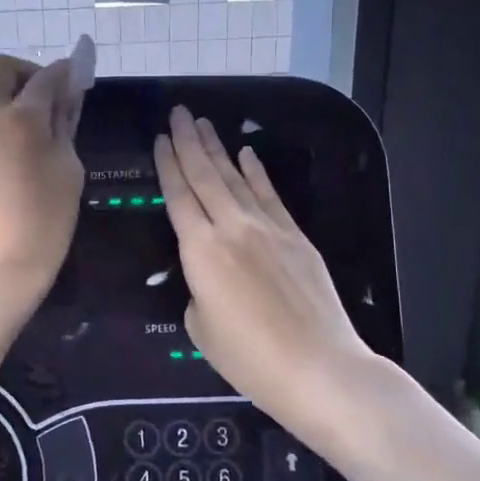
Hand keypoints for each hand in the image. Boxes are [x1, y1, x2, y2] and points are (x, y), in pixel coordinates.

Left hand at [0, 48, 87, 304]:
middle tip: (55, 98)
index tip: (82, 76)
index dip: (66, 71)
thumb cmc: (46, 219)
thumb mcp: (69, 168)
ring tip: (46, 127)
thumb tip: (67, 98)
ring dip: (17, 95)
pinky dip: (7, 118)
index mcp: (21, 118)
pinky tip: (28, 148)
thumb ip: (66, 126)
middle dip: (30, 72)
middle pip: (1, 68)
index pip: (46, 77)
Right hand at [155, 106, 373, 422]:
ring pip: (235, 178)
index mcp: (200, 250)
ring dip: (217, 148)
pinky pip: (269, 195)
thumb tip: (208, 279)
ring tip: (203, 123)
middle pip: (205, 175)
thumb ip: (198, 292)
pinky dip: (256, 172)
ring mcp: (267, 228)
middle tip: (178, 113)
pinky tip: (246, 154)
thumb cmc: (250, 358)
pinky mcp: (295, 236)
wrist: (319, 367)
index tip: (160, 138)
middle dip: (188, 141)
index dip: (167, 164)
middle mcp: (231, 227)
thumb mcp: (202, 328)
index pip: (178, 195)